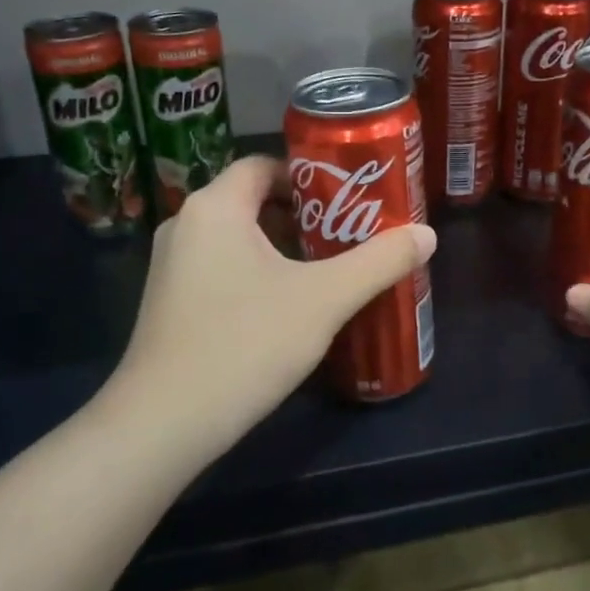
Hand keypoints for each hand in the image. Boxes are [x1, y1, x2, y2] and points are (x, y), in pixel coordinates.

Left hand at [105, 155, 436, 457]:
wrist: (162, 425)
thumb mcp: (324, 300)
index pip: (266, 165)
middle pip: (254, 200)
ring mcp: (171, 266)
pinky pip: (222, 267)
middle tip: (349, 235)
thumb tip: (427, 234)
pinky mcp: (169, 302)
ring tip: (329, 270)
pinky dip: (257, 273)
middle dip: (305, 216)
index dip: (311, 176)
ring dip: (283, 248)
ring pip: (238, 238)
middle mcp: (186, 225)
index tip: (350, 200)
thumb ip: (378, 262)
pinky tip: (289, 307)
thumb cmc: (244, 344)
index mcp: (215, 207)